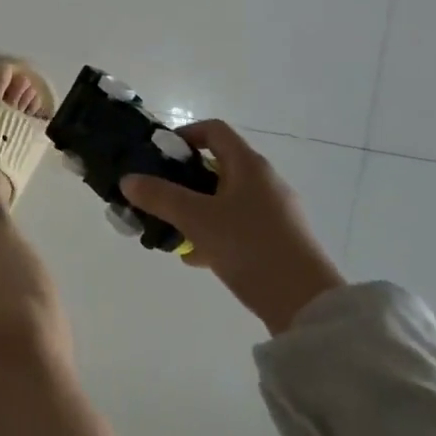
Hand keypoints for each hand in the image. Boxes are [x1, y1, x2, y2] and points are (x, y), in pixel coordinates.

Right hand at [121, 120, 344, 334]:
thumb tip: (128, 180)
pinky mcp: (281, 240)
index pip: (214, 130)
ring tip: (175, 230)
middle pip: (219, 165)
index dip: (185, 135)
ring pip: (227, 198)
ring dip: (199, 209)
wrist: (307, 305)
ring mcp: (276, 211)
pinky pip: (240, 224)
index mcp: (249, 164)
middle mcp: (265, 181)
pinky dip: (217, 232)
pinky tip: (198, 257)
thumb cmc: (250, 247)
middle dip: (186, 179)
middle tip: (161, 196)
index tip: (161, 156)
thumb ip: (161, 197)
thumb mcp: (197, 220)